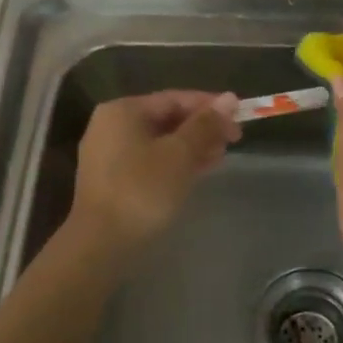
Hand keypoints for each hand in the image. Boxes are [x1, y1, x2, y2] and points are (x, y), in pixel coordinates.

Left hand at [70, 90, 241, 256]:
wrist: (101, 243)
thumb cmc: (142, 191)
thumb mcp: (180, 154)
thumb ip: (205, 125)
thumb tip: (230, 99)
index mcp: (123, 110)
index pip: (175, 98)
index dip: (210, 106)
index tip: (240, 119)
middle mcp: (111, 125)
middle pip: (166, 118)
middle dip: (202, 128)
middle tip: (232, 141)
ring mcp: (108, 154)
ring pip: (159, 141)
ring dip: (191, 147)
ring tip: (220, 158)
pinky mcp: (112, 180)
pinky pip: (149, 160)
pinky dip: (174, 163)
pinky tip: (197, 172)